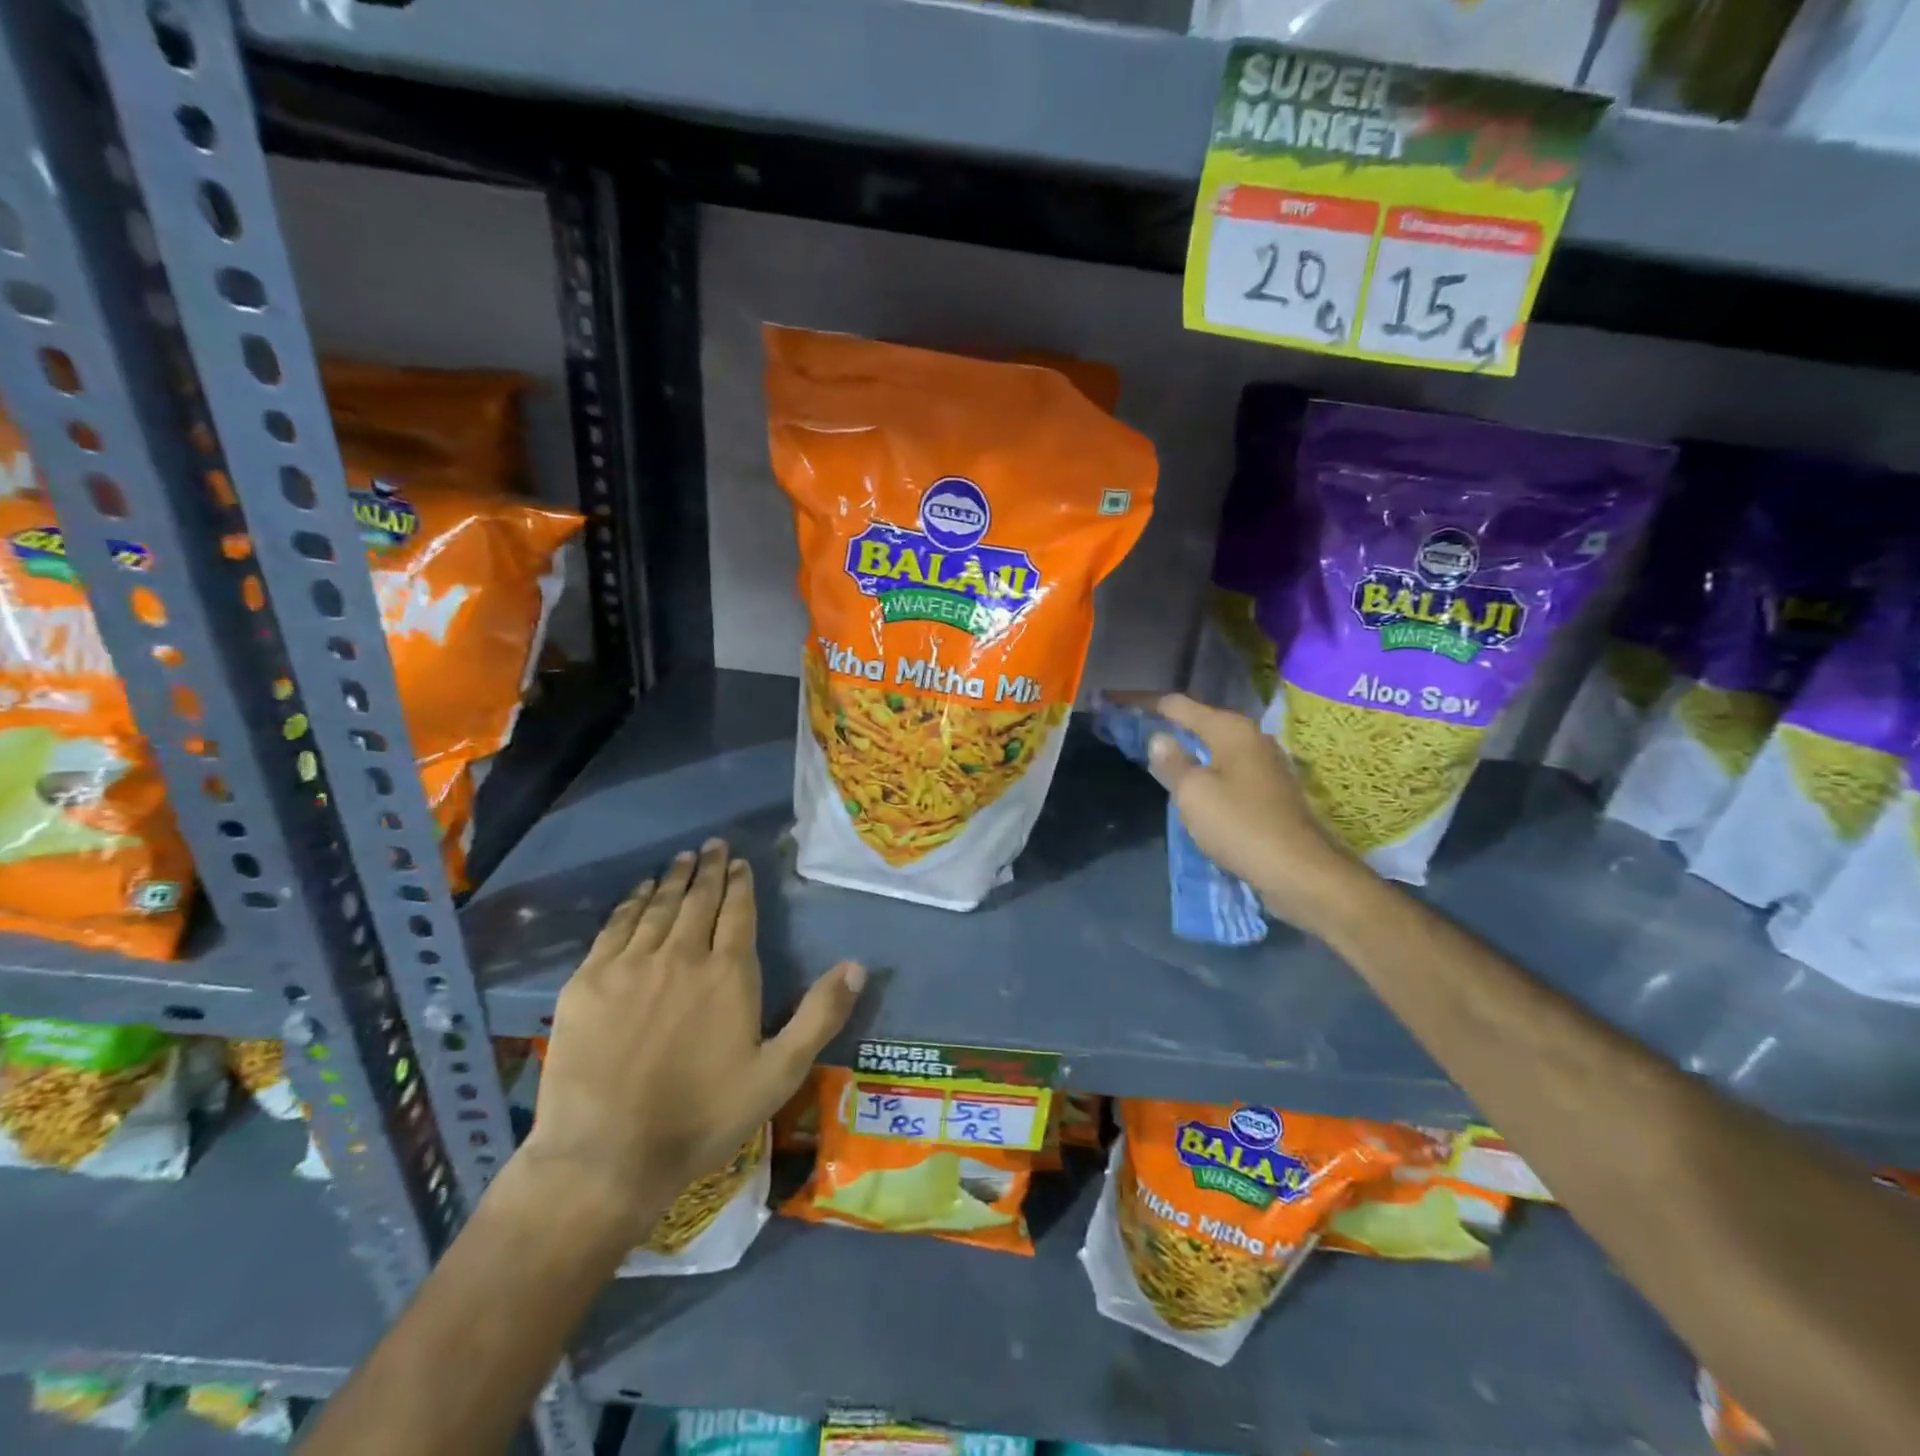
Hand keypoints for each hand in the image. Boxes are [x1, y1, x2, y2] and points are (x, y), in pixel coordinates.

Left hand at [520, 838, 864, 1244]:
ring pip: (656, 907)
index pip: (737, 912)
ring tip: (681, 859)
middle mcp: (681, 955)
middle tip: (712, 845)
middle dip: (708, 870)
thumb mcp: (779, 1073)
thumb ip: (820, 1014)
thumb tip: (857, 965)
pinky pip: (614, 928)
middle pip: (697, 900)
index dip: (740, 883)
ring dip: (671, 879)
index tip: (739, 861)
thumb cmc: (703, 1116)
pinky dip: (630, 904)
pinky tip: (638, 893)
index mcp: (728, 973)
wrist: (607, 1156)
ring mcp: (630, 966)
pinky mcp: (588, 982)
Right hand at [1147, 693, 1366, 932]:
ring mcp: (1263, 763)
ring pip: (1212, 745)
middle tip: (1128, 729)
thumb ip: (1172, 762)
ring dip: (1183, 747)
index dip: (1141, 702)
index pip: (1176, 704)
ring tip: (1152, 754)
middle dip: (1163, 723)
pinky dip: (1202, 767)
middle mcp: (1250, 737)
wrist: (1301, 872)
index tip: (1112, 702)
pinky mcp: (1269, 789)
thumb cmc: (1241, 826)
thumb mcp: (1193, 794)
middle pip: (1197, 720)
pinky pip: (1225, 766)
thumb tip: (1159, 738)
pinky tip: (1187, 782)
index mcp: (1230, 729)